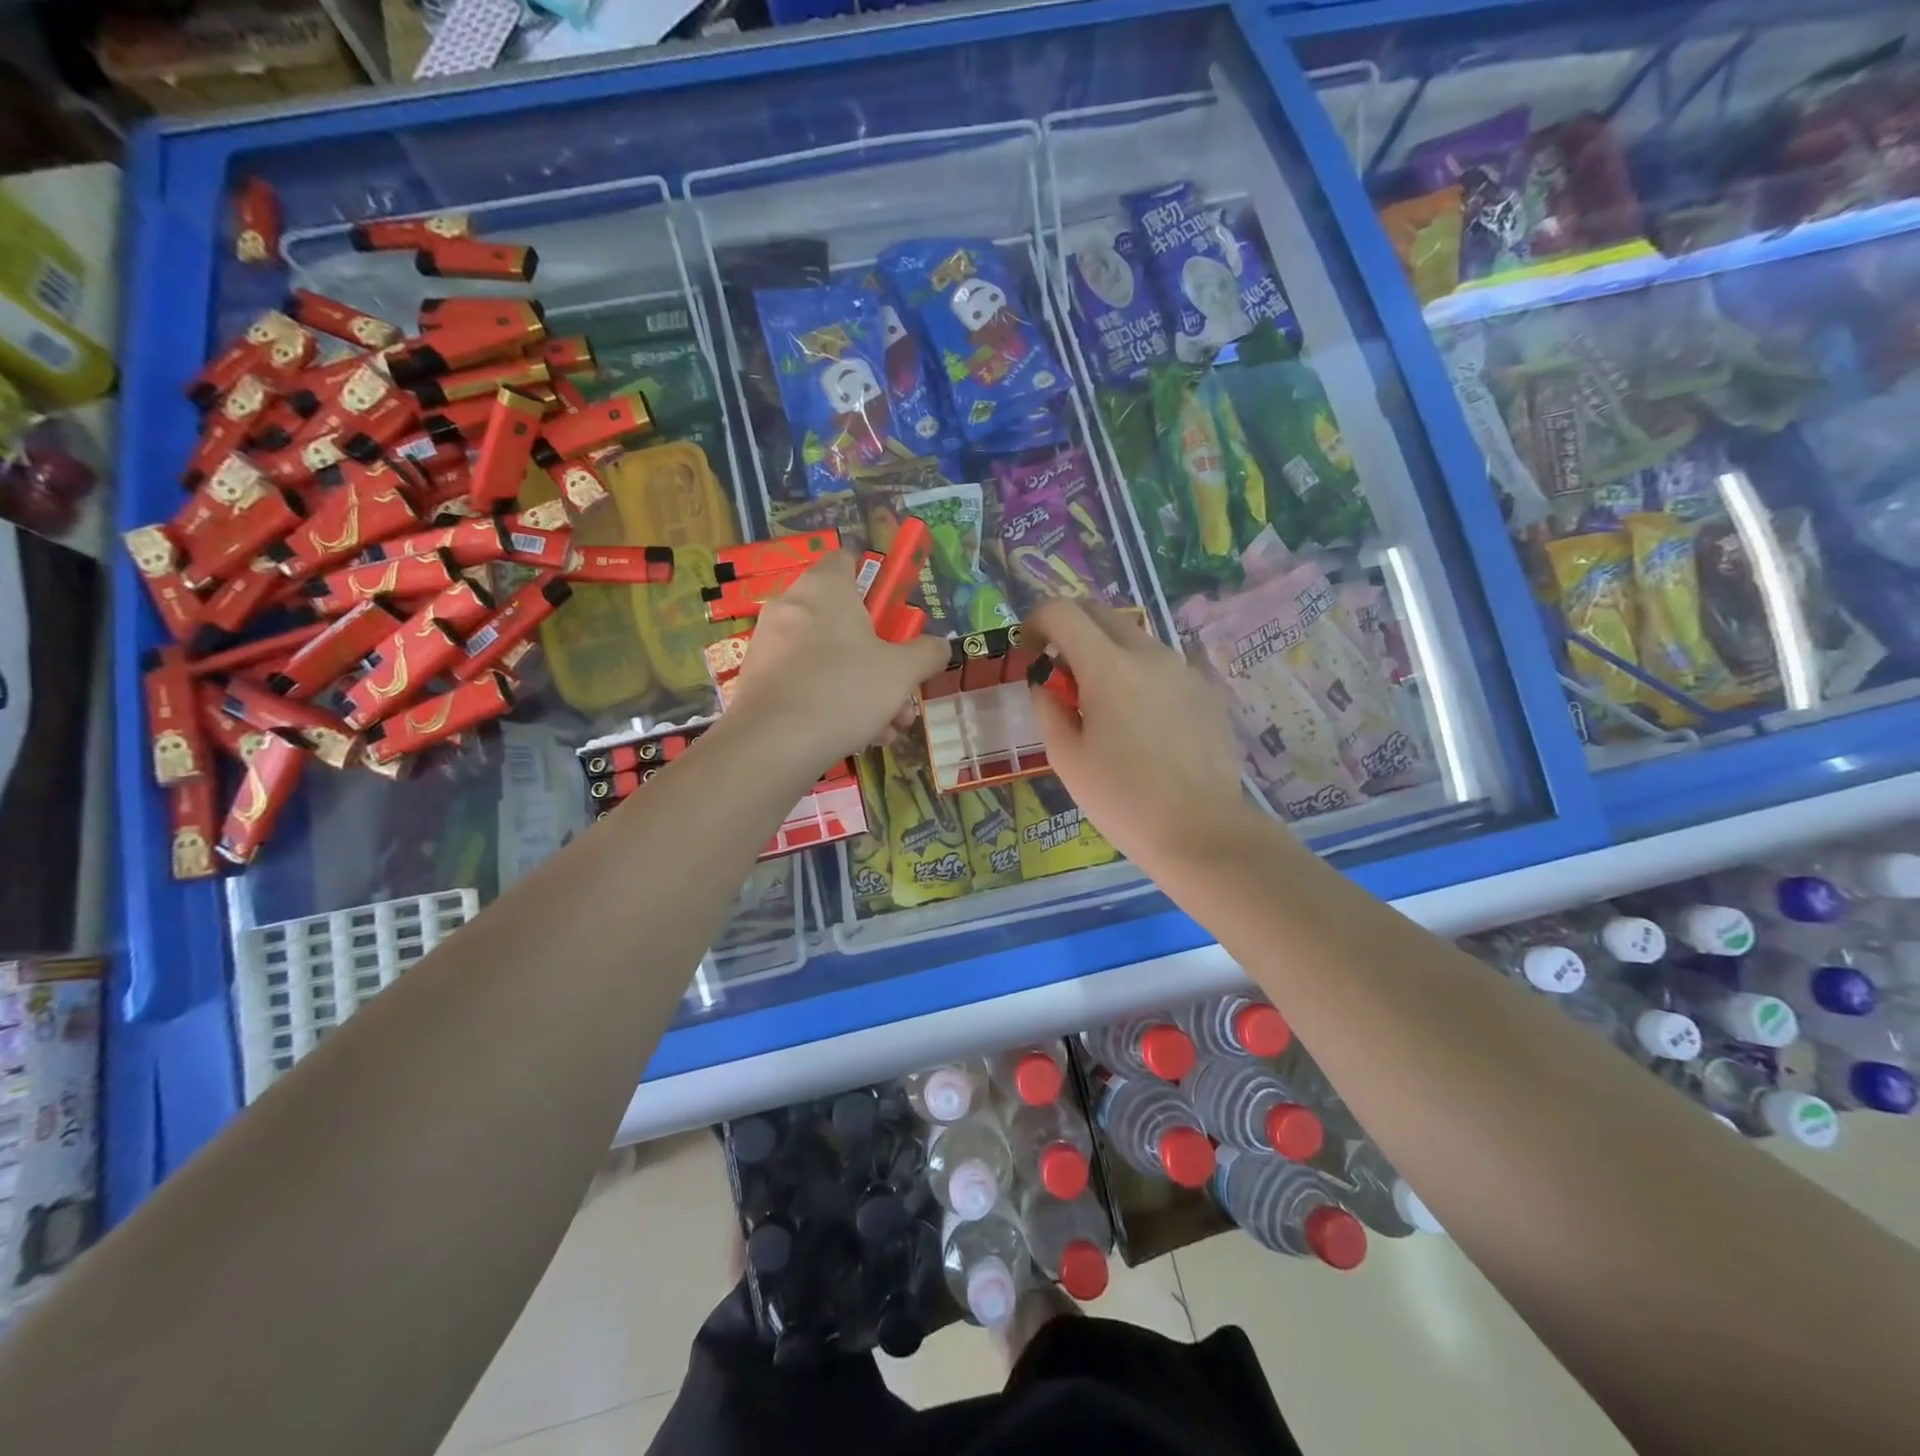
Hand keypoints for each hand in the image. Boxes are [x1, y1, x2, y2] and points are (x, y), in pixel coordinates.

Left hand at [724, 551, 950, 777]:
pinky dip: (833, 702)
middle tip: (903, 692)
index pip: (848, 560)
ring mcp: (770, 644)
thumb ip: (927, 653)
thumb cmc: (844, 691)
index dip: (875, 582)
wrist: (773, 745)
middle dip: (881, 660)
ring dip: (865, 690)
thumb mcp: (903, 672)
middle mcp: (791, 606)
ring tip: (887, 729)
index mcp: (825, 588)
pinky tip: (858, 737)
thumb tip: (938, 646)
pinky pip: (807, 681)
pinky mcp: (758, 680)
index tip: (895, 616)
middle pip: (846, 622)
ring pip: (830, 659)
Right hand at [1027, 599, 1257, 872]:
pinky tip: (1140, 724)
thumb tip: (1045, 680)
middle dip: (1071, 629)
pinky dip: (1138, 675)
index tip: (1031, 650)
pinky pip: (1161, 666)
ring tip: (1101, 704)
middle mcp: (1149, 654)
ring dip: (1106, 652)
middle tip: (1059, 672)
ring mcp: (1183, 669)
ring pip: (1134, 638)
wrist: (1202, 831)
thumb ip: (1048, 706)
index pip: (1063, 612)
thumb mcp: (1067, 758)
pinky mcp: (1205, 690)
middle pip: (1101, 613)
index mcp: (1109, 668)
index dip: (1037, 620)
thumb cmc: (1123, 800)